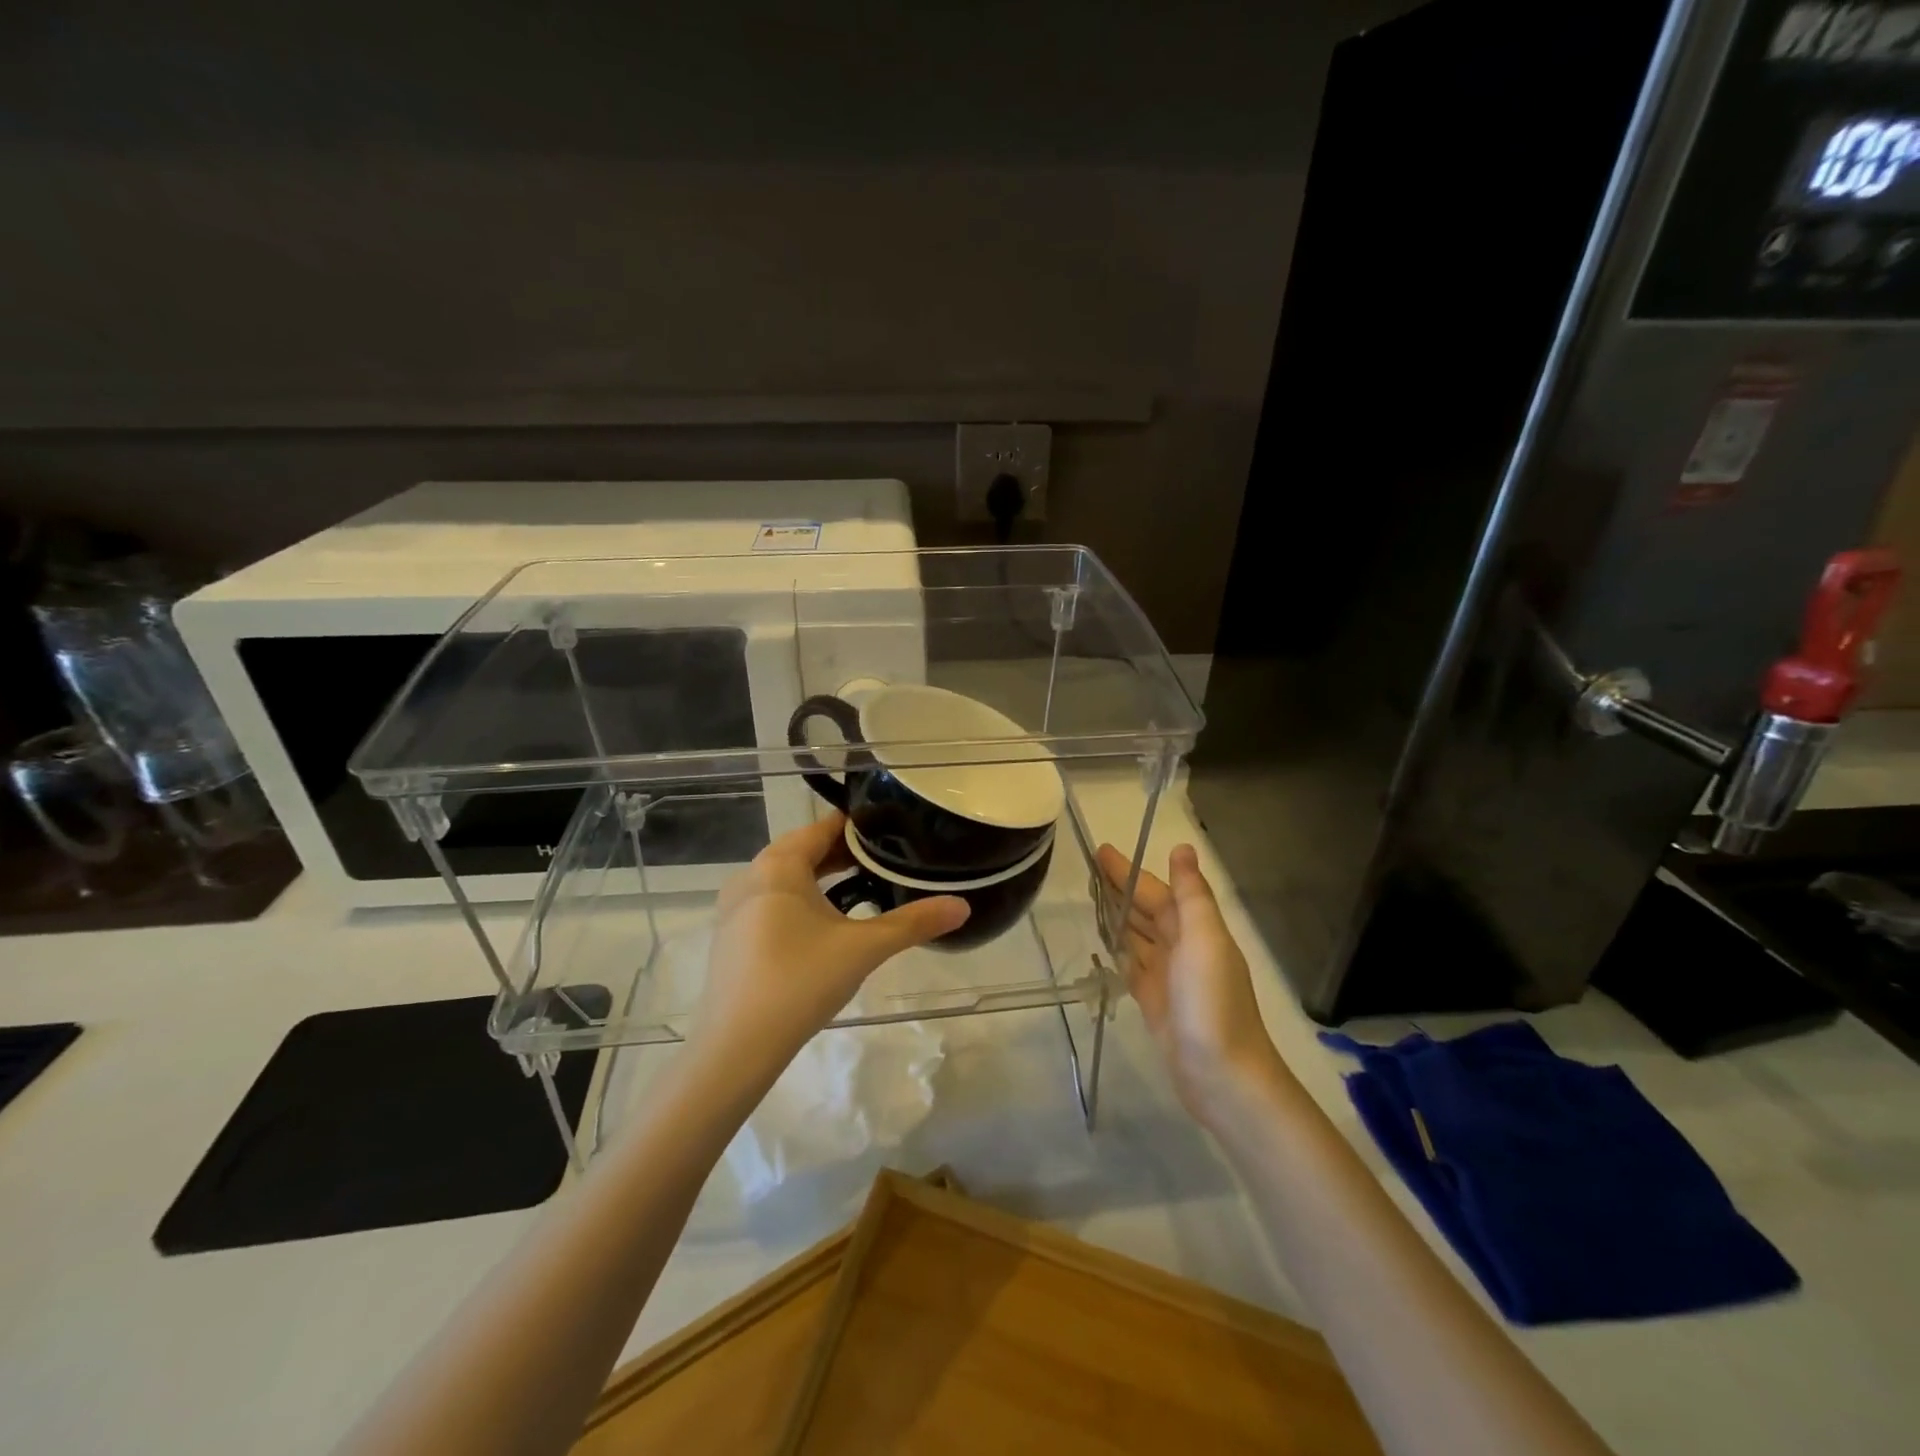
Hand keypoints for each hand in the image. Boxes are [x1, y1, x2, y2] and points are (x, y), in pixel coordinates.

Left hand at [689, 813, 968, 1087]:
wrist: (735, 1048)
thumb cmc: (800, 982)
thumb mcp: (864, 948)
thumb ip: (914, 923)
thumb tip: (963, 906)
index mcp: (778, 865)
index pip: (823, 828)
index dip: (860, 827)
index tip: (894, 830)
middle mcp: (751, 876)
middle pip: (805, 850)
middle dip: (845, 855)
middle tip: (888, 861)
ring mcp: (735, 908)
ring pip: (788, 878)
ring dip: (824, 879)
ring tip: (865, 889)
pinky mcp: (731, 936)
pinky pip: (772, 902)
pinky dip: (802, 901)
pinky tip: (827, 926)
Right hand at [1096, 842, 1289, 1122]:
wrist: (1222, 1077)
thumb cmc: (1212, 1003)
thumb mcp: (1204, 941)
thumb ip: (1192, 895)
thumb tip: (1183, 847)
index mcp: (1195, 929)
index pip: (1156, 890)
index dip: (1129, 871)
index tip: (1100, 851)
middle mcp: (1182, 947)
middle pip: (1146, 910)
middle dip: (1121, 889)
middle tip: (1087, 871)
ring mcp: (1168, 976)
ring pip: (1137, 936)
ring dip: (1118, 916)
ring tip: (1089, 899)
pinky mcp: (1154, 1001)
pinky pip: (1132, 965)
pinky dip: (1120, 951)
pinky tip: (1104, 944)